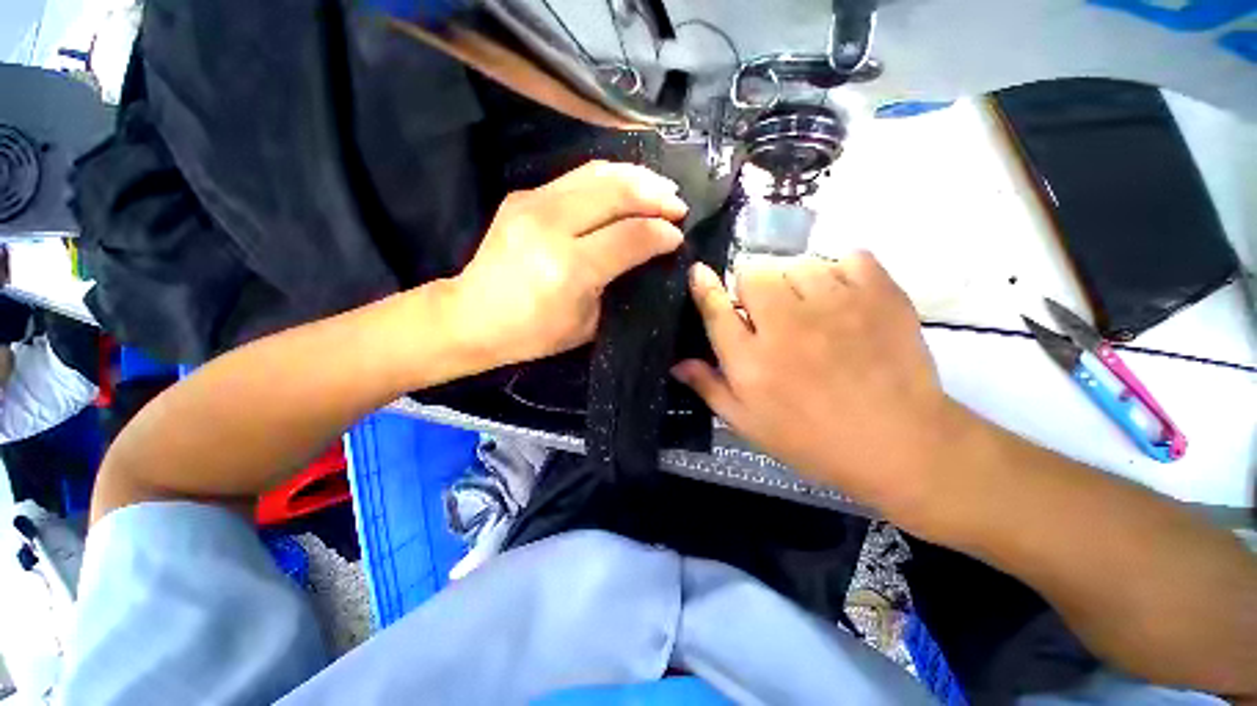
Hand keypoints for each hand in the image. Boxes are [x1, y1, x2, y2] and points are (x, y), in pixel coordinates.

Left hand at [448, 161, 686, 366]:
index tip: (679, 235)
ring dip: (636, 177)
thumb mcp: (588, 323)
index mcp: (570, 268)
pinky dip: (609, 178)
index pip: (629, 236)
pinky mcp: (523, 195)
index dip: (661, 232)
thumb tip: (649, 254)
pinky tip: (625, 186)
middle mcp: (551, 226)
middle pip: (616, 192)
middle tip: (677, 204)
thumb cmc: (535, 332)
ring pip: (597, 173)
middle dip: (655, 194)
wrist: (473, 316)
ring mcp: (533, 203)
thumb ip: (620, 284)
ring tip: (660, 188)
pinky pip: (577, 176)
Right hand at [673, 253, 958, 511]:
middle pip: (754, 273)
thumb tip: (677, 362)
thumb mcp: (748, 423)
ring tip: (809, 307)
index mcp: (751, 360)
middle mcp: (786, 325)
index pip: (715, 308)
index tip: (699, 273)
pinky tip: (843, 298)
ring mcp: (835, 305)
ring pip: (797, 263)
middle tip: (767, 311)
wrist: (900, 444)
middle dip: (752, 287)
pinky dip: (840, 271)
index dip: (703, 286)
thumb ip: (709, 387)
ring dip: (794, 281)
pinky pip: (847, 257)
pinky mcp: (879, 293)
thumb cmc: (812, 439)